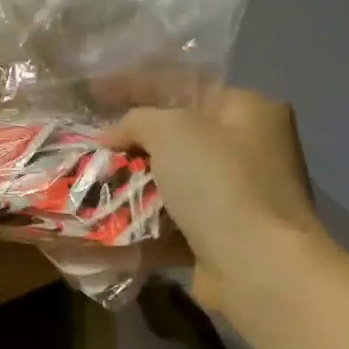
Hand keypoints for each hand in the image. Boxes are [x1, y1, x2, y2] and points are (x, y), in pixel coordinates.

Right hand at [102, 87, 322, 306]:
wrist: (257, 265)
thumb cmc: (219, 183)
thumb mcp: (172, 131)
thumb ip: (137, 120)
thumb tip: (112, 135)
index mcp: (247, 109)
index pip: (182, 83)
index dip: (133, 83)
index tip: (91, 91)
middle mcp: (248, 148)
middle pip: (177, 134)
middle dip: (131, 139)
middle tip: (90, 142)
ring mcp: (237, 194)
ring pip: (172, 179)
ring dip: (133, 181)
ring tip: (91, 181)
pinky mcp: (222, 234)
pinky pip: (173, 218)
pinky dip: (143, 218)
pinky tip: (109, 219)